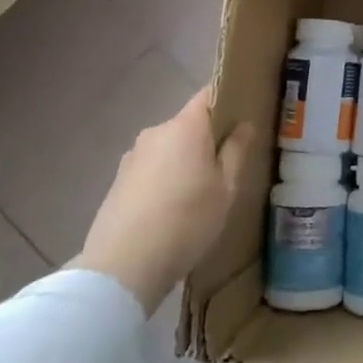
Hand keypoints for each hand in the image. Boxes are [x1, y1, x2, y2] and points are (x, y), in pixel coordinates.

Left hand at [76, 88, 254, 314]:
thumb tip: (244, 124)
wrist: (123, 267)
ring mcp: (132, 157)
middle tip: (228, 165)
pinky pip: (152, 170)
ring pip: (169, 149)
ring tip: (200, 193)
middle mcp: (155, 133)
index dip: (228, 99)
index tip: (245, 115)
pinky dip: (165, 180)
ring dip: (185, 162)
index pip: (209, 95)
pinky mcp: (118, 182)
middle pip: (189, 124)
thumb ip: (236, 151)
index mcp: (185, 127)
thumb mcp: (226, 188)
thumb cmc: (187, 221)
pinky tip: (173, 209)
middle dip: (208, 139)